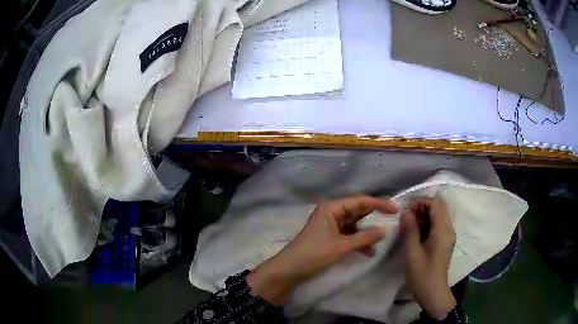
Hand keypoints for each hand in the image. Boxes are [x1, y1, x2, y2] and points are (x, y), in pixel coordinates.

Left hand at [246, 196, 398, 305]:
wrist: (290, 270)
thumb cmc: (314, 254)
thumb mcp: (341, 246)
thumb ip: (364, 238)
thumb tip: (385, 230)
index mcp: (331, 208)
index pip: (360, 201)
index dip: (379, 204)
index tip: (395, 209)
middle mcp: (331, 213)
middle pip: (357, 211)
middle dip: (374, 217)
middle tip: (392, 220)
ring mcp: (330, 225)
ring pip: (354, 224)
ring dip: (366, 233)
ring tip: (381, 240)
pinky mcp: (329, 237)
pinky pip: (348, 235)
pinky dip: (358, 242)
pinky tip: (368, 252)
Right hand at [401, 197, 456, 319]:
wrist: (432, 292)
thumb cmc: (421, 274)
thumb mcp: (412, 252)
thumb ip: (410, 229)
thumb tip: (406, 211)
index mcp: (442, 231)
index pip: (436, 204)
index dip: (421, 202)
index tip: (406, 210)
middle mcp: (449, 229)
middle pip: (439, 207)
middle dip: (422, 207)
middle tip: (407, 217)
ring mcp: (448, 235)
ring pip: (439, 215)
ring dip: (424, 215)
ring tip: (409, 224)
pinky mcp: (445, 241)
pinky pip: (438, 224)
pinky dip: (427, 222)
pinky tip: (416, 232)